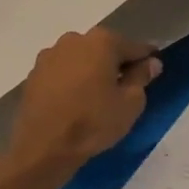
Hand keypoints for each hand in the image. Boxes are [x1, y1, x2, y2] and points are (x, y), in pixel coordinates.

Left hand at [7, 29, 161, 170]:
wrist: (42, 148)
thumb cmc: (93, 122)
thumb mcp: (130, 103)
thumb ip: (142, 77)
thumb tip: (151, 62)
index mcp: (102, 41)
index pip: (134, 47)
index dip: (147, 59)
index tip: (154, 70)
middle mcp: (74, 39)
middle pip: (105, 49)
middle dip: (116, 64)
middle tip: (125, 88)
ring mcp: (50, 55)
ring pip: (81, 59)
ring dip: (91, 71)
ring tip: (97, 96)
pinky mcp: (34, 74)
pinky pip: (62, 72)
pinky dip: (71, 81)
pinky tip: (75, 102)